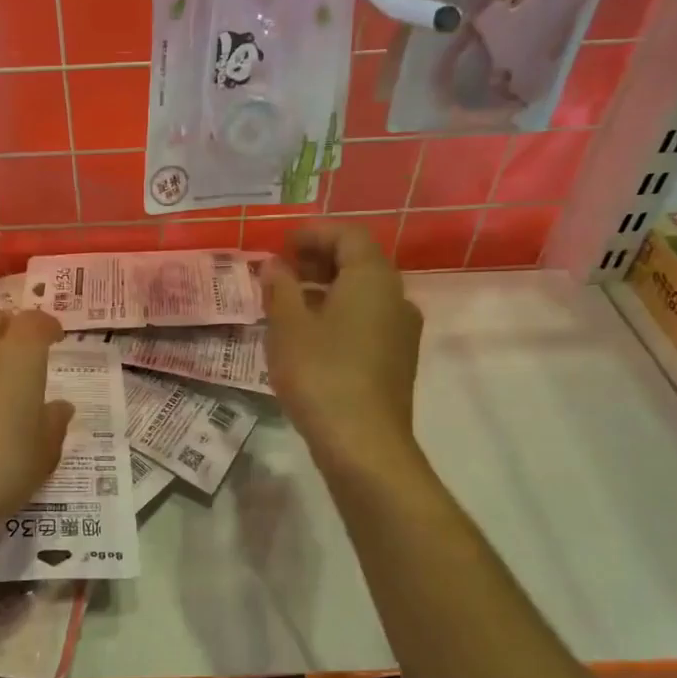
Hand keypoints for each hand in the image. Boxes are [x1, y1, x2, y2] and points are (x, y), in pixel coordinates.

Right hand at [262, 224, 422, 471]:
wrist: (364, 444)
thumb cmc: (321, 373)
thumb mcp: (288, 326)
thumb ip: (279, 287)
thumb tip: (274, 264)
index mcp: (373, 278)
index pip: (348, 235)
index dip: (313, 233)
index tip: (281, 244)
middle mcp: (396, 297)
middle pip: (359, 262)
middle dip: (318, 260)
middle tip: (281, 271)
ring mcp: (401, 331)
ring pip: (363, 294)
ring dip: (327, 289)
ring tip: (288, 304)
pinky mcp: (397, 360)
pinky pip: (367, 321)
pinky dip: (339, 315)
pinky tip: (310, 336)